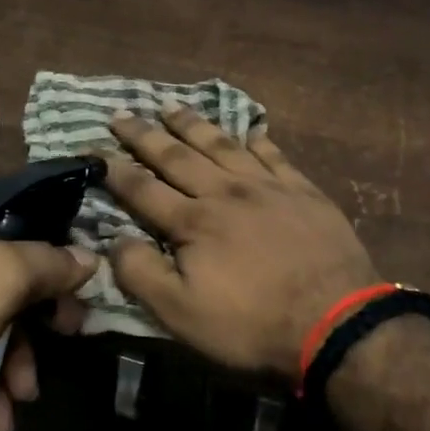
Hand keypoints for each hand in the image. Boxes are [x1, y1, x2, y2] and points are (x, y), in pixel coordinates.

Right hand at [103, 107, 382, 378]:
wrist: (335, 320)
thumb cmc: (252, 323)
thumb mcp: (181, 314)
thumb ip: (141, 273)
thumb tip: (112, 239)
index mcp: (193, 221)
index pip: (144, 189)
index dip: (116, 170)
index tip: (94, 150)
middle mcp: (225, 192)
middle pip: (178, 156)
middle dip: (146, 135)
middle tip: (123, 114)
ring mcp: (267, 187)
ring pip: (222, 145)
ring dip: (193, 125)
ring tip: (171, 107)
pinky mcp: (302, 191)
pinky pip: (273, 155)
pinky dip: (257, 140)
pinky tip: (249, 129)